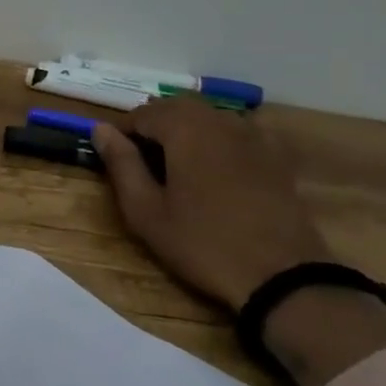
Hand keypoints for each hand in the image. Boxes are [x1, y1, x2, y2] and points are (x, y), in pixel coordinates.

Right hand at [92, 98, 385, 385]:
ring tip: (177, 169)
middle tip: (144, 165)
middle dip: (155, 128)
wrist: (285, 277)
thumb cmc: (204, 243)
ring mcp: (253, 135)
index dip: (123, 134)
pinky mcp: (276, 156)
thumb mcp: (146, 211)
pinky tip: (216, 171)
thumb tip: (100, 129)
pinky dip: (218, 141)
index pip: (141, 114)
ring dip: (186, 132)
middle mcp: (219, 119)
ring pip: (207, 117)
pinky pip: (237, 133)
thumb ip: (121, 164)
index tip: (116, 162)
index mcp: (185, 127)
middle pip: (176, 108)